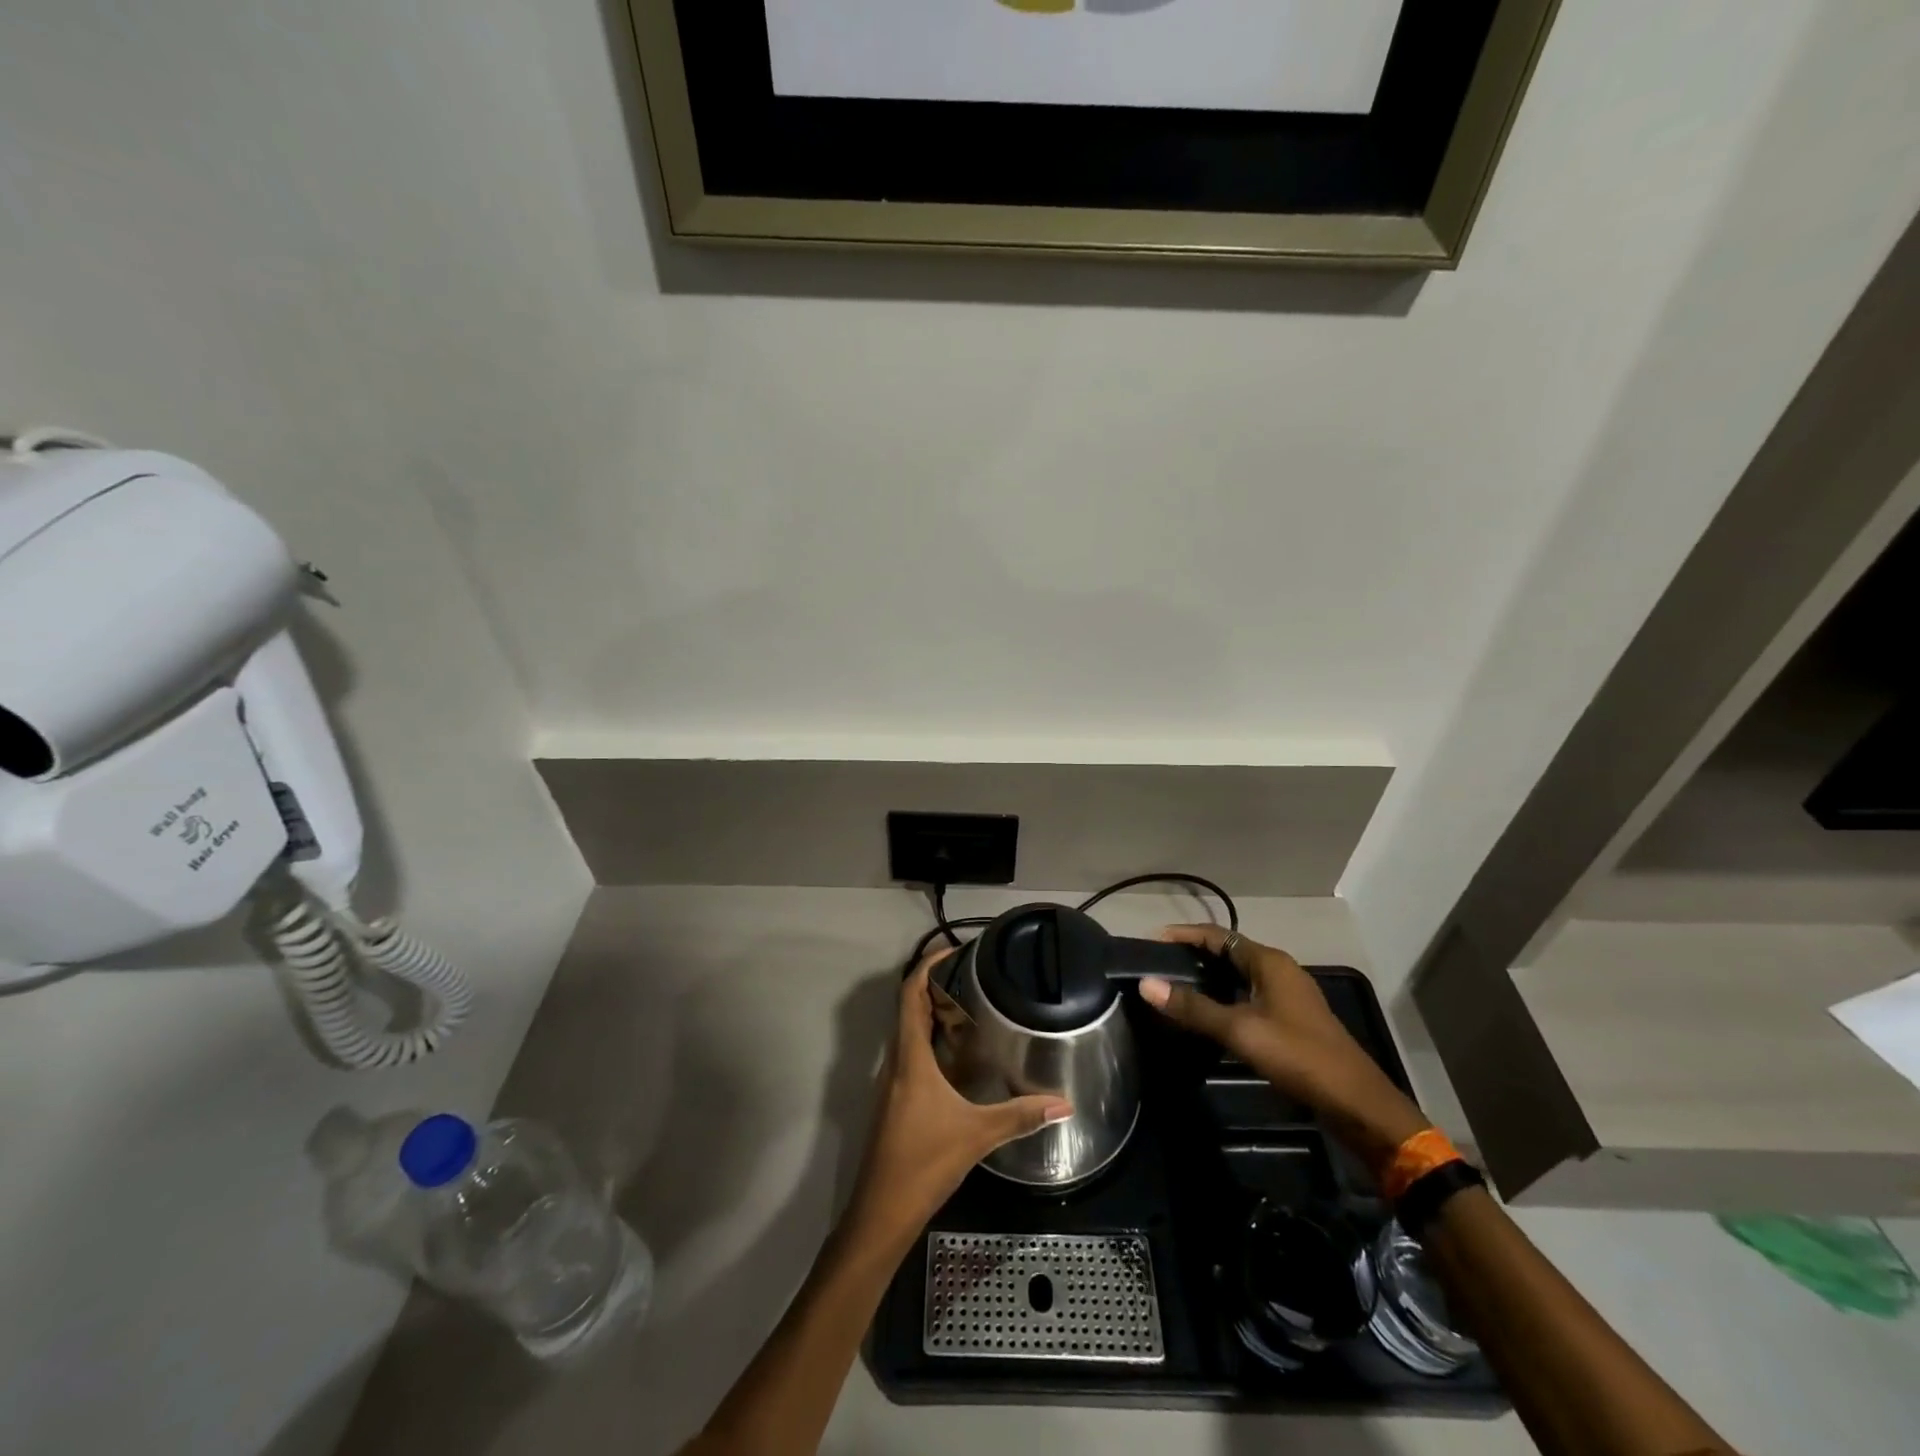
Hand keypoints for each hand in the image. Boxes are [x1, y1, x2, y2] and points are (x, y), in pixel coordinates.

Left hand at [847, 952, 1072, 1244]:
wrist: (881, 1212)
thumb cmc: (924, 1162)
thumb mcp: (977, 1135)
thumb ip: (1020, 1116)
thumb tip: (1064, 1103)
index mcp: (910, 1057)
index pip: (910, 995)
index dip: (927, 967)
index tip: (952, 951)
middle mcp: (896, 1062)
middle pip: (909, 1009)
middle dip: (936, 987)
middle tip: (973, 977)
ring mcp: (892, 1082)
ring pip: (909, 1033)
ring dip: (934, 1015)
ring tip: (971, 1008)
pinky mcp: (895, 1101)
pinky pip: (912, 1055)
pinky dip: (932, 1042)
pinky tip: (959, 1057)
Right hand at [1138, 926, 1430, 1171]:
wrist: (1356, 1104)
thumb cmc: (1298, 1056)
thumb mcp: (1241, 1031)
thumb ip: (1194, 1008)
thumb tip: (1146, 983)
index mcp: (1269, 962)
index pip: (1217, 935)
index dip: (1183, 935)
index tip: (1150, 941)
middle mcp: (1279, 971)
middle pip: (1228, 952)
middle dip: (1193, 955)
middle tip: (1157, 966)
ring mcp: (1288, 996)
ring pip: (1238, 976)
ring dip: (1208, 978)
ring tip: (1174, 988)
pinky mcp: (1291, 1020)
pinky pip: (1248, 996)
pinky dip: (1224, 998)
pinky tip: (1207, 1016)